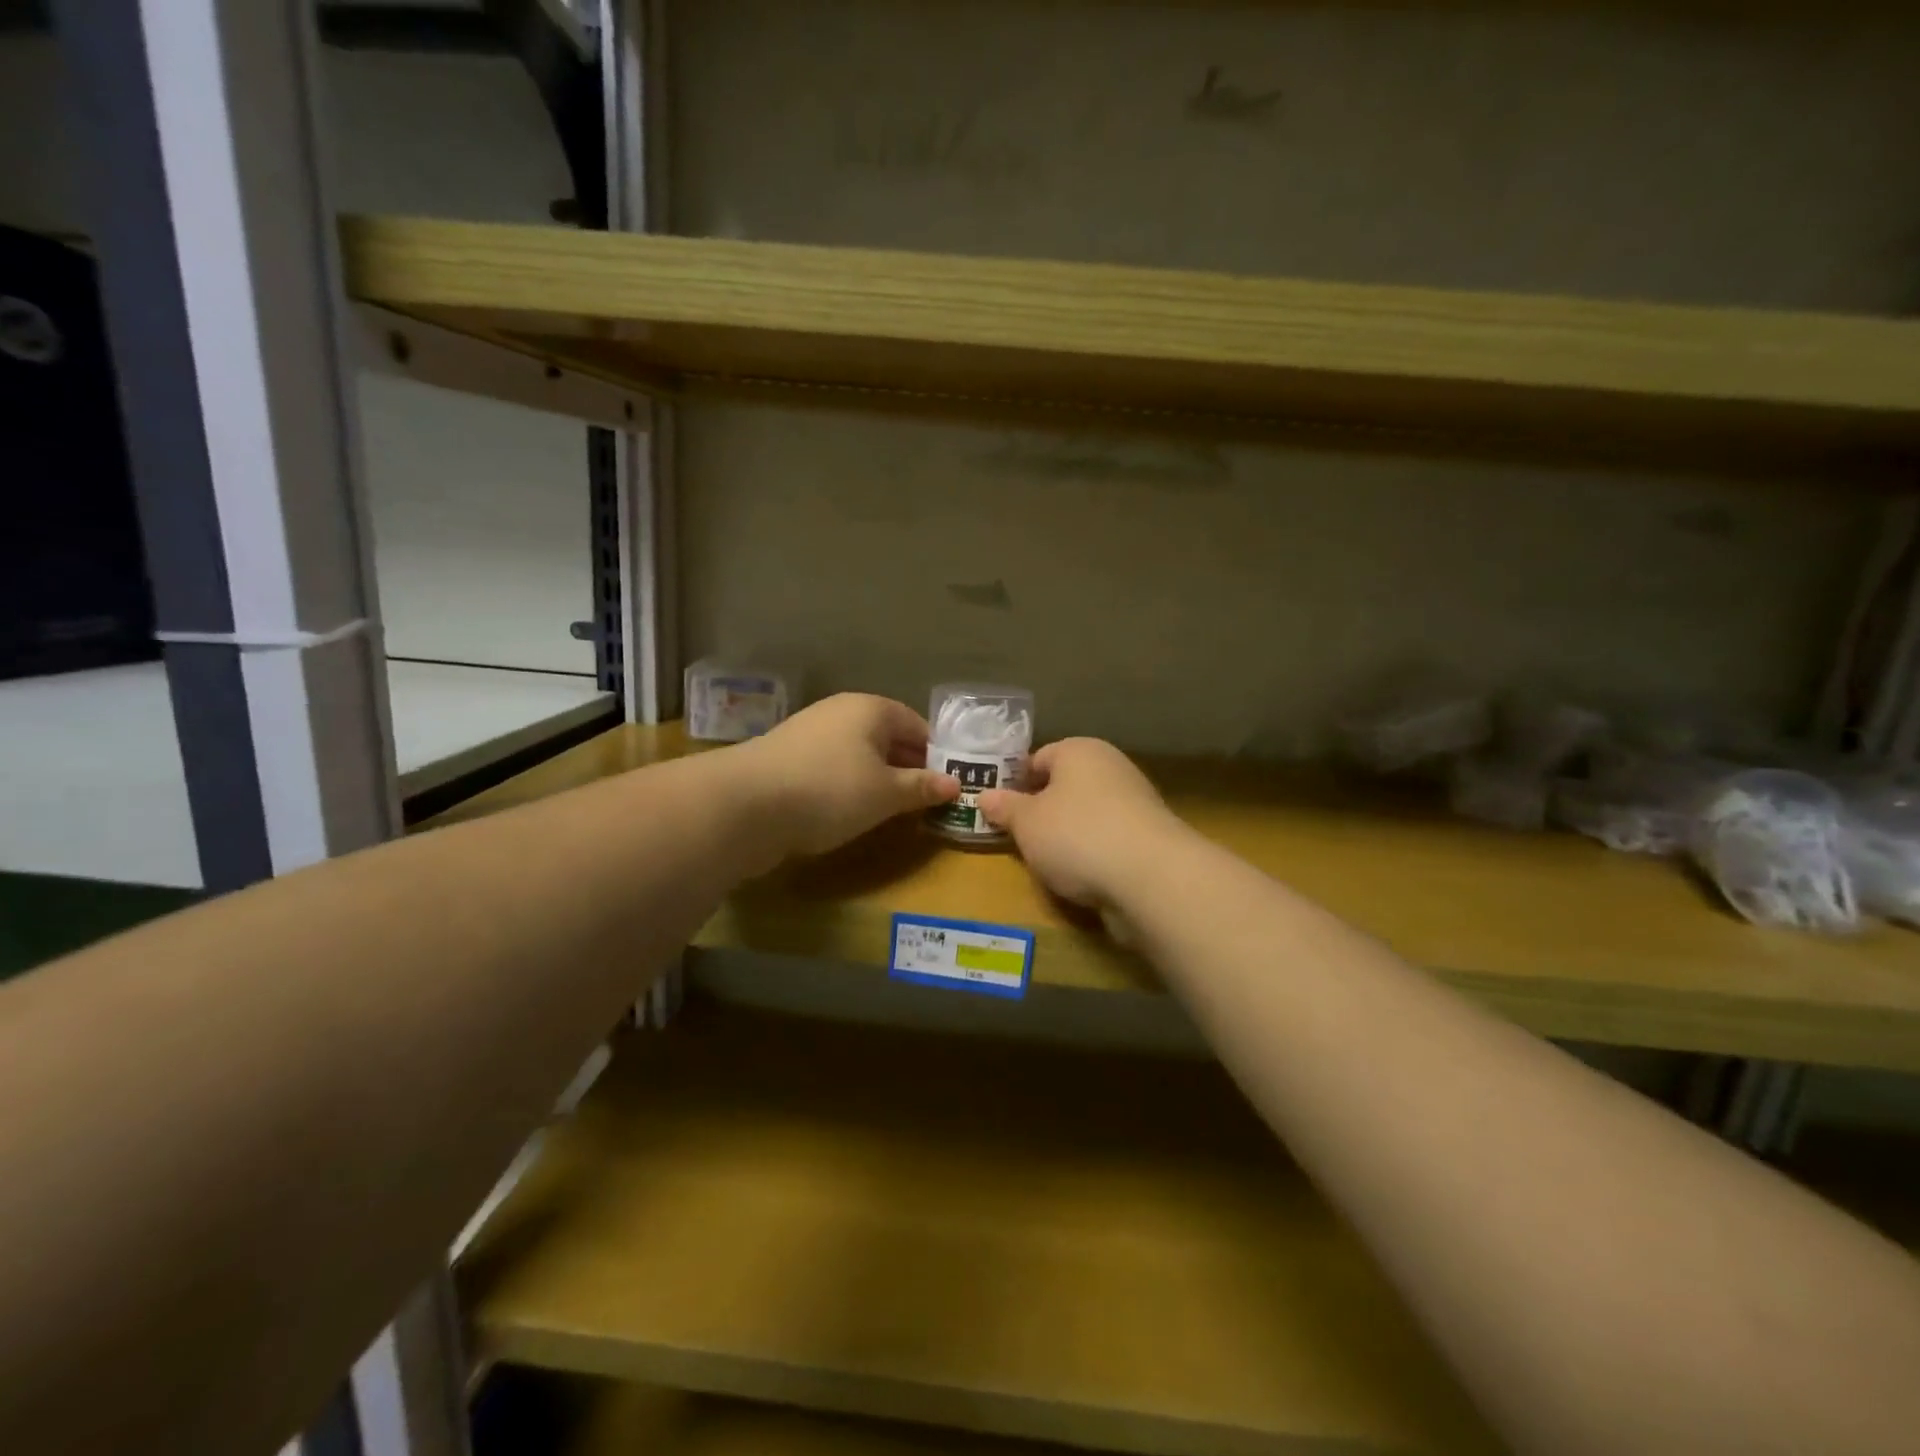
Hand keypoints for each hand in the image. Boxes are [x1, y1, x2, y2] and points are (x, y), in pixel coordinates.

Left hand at [737, 694, 959, 860]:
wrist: (744, 805)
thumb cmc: (830, 790)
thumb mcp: (886, 793)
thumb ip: (922, 787)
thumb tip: (955, 784)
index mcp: (871, 709)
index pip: (917, 726)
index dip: (936, 755)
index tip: (948, 786)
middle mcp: (840, 712)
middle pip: (887, 738)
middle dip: (907, 768)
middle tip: (924, 802)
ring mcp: (809, 733)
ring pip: (858, 754)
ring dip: (877, 779)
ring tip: (890, 811)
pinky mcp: (787, 759)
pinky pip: (831, 768)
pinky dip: (847, 786)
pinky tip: (848, 812)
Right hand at [978, 738, 1186, 908]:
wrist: (1151, 877)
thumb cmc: (1077, 835)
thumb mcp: (1027, 823)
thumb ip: (1005, 808)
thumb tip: (984, 796)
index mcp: (1079, 750)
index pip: (1039, 757)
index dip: (1016, 782)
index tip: (999, 810)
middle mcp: (1111, 767)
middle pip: (1065, 786)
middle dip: (1042, 811)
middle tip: (1017, 838)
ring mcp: (1135, 802)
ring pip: (1087, 815)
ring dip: (1067, 836)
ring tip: (1046, 863)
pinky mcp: (1150, 837)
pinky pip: (1108, 840)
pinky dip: (1093, 854)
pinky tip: (1080, 877)